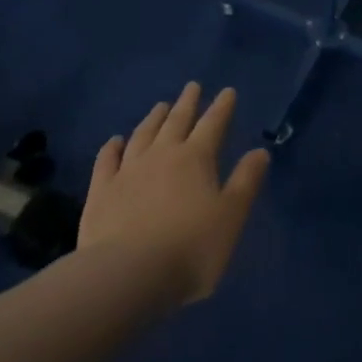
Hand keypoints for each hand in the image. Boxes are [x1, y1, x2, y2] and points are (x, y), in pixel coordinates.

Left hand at [78, 83, 269, 304]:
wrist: (127, 275)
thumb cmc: (190, 248)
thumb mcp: (231, 217)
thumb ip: (246, 181)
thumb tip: (260, 151)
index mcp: (196, 158)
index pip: (213, 124)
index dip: (222, 107)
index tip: (227, 91)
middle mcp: (161, 155)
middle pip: (176, 122)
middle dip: (187, 103)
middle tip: (192, 86)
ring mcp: (128, 170)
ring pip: (143, 135)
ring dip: (153, 118)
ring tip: (160, 106)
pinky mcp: (101, 191)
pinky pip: (107, 160)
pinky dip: (112, 147)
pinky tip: (115, 141)